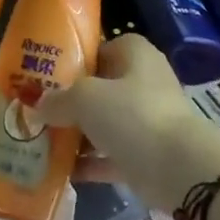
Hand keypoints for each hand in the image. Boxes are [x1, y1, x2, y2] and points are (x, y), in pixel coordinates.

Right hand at [38, 35, 219, 210]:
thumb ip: (58, 99)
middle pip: (101, 88)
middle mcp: (144, 83)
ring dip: (78, 135)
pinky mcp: (147, 155)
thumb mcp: (85, 98)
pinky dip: (90, 164)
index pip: (102, 48)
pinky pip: (110, 156)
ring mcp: (147, 120)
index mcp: (135, 55)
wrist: (179, 168)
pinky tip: (62, 172)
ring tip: (42, 143)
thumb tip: (39, 106)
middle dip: (71, 102)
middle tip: (39, 112)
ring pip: (105, 124)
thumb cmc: (133, 115)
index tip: (47, 76)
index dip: (76, 60)